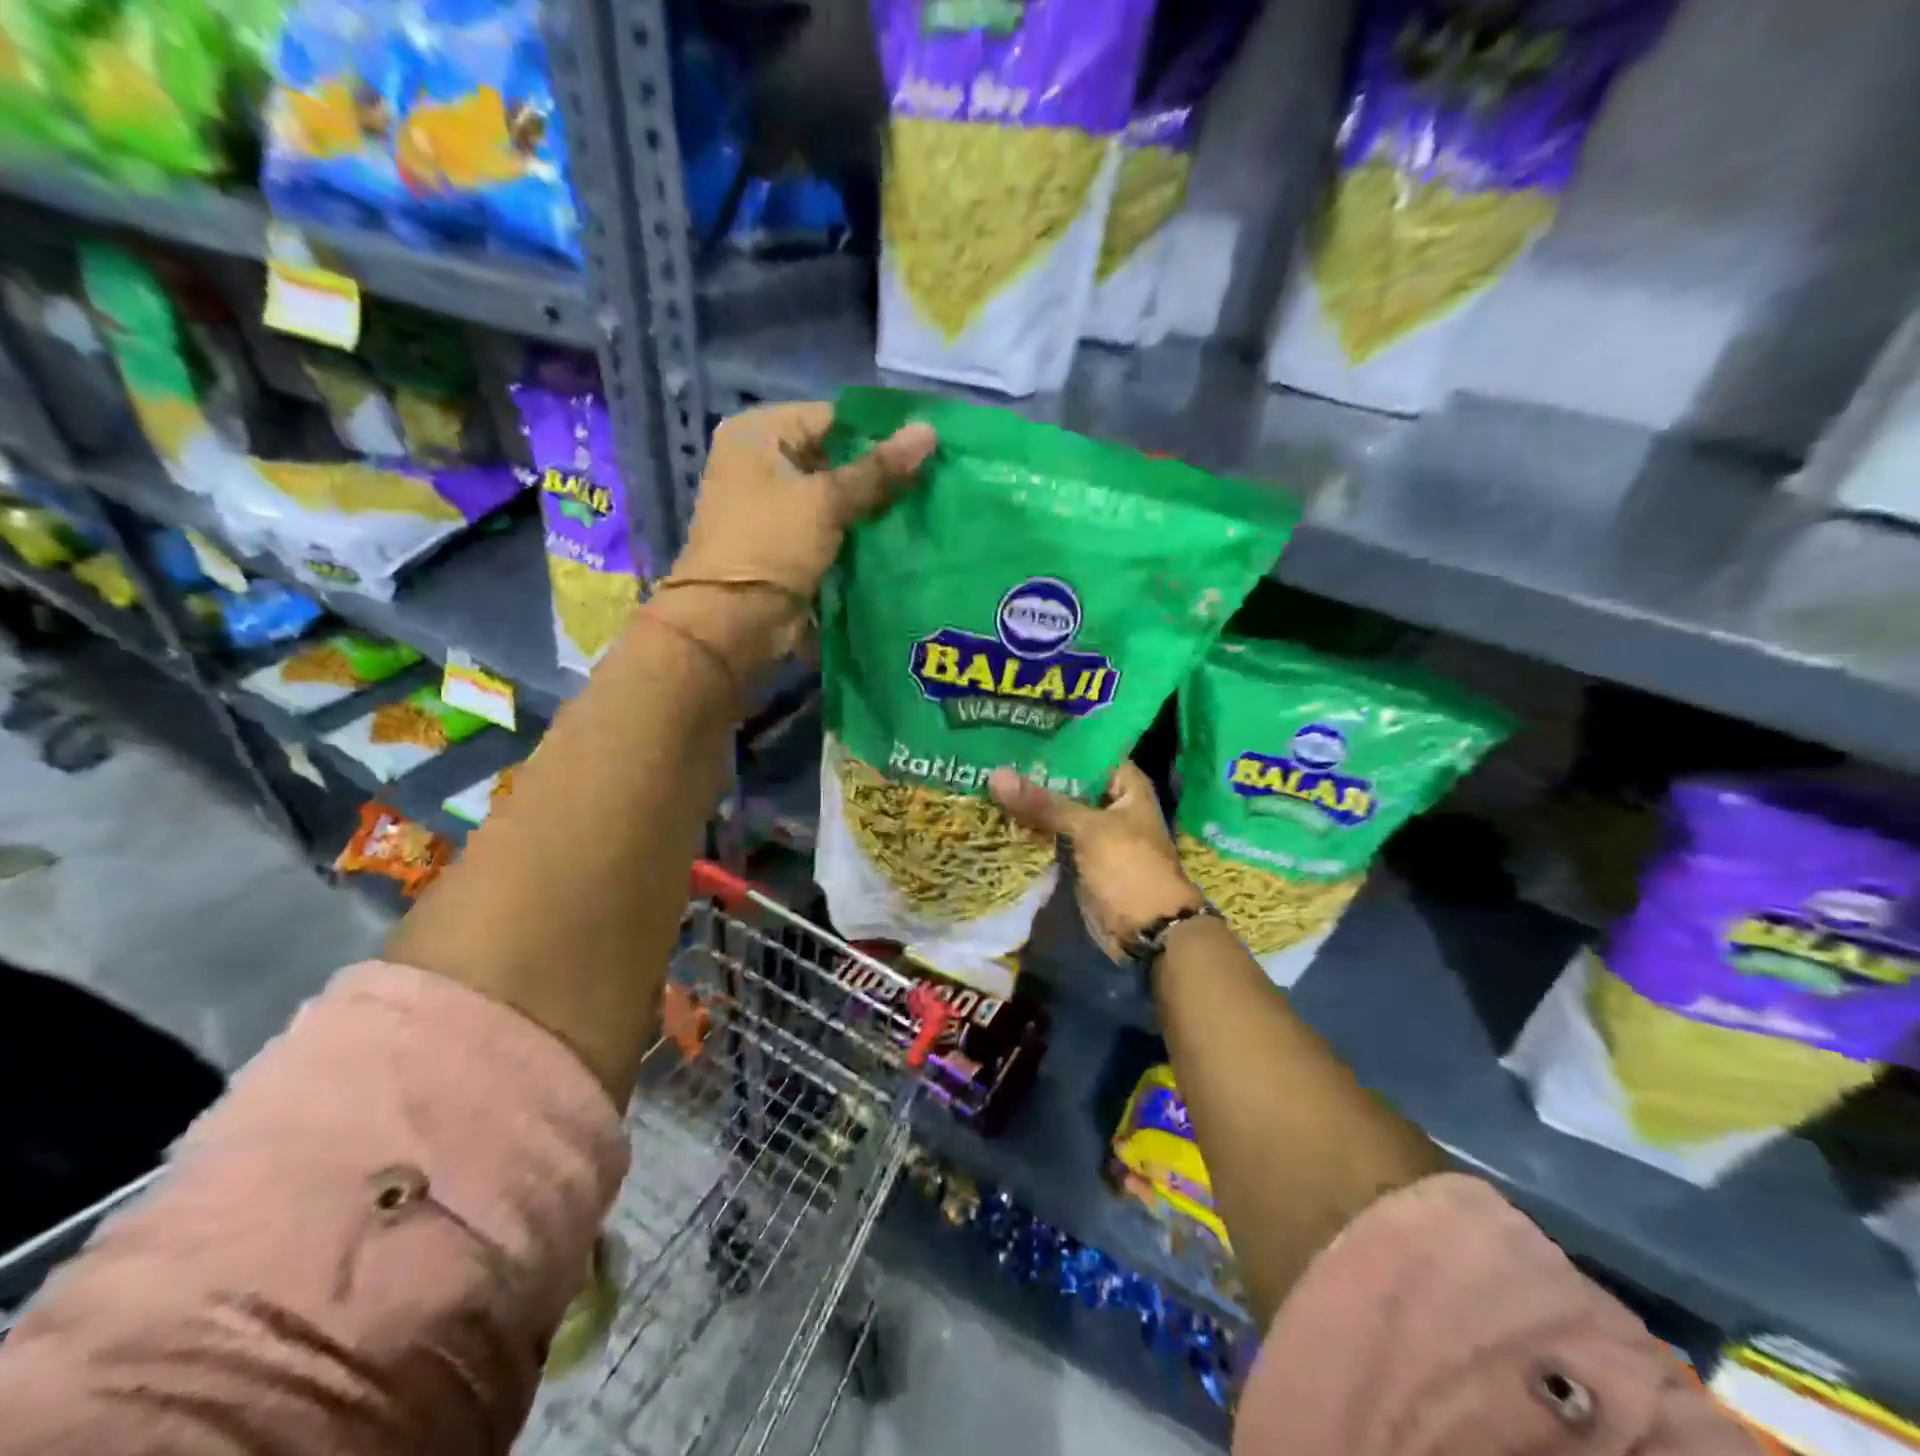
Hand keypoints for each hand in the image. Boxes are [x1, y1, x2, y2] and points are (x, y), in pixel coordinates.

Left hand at [668, 400, 934, 614]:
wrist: (733, 622)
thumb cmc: (771, 545)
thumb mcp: (827, 501)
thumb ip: (879, 469)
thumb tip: (929, 432)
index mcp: (757, 433)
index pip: (832, 418)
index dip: (879, 433)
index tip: (926, 449)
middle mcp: (761, 461)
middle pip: (834, 456)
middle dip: (879, 472)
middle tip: (932, 480)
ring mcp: (773, 504)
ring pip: (836, 493)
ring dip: (872, 504)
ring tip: (923, 505)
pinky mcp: (787, 540)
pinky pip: (830, 524)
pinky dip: (857, 529)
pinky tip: (898, 532)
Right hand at [989, 762, 1204, 962]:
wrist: (1147, 931)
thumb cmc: (1130, 868)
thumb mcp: (1088, 829)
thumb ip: (1044, 803)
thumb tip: (995, 775)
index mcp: (1127, 786)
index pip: (1089, 751)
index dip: (1058, 743)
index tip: (1019, 732)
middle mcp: (1111, 804)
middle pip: (1068, 781)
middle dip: (1035, 774)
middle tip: (991, 755)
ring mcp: (1094, 833)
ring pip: (1056, 810)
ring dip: (1029, 803)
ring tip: (986, 781)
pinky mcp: (1079, 858)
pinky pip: (1051, 835)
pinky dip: (1030, 829)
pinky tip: (997, 815)